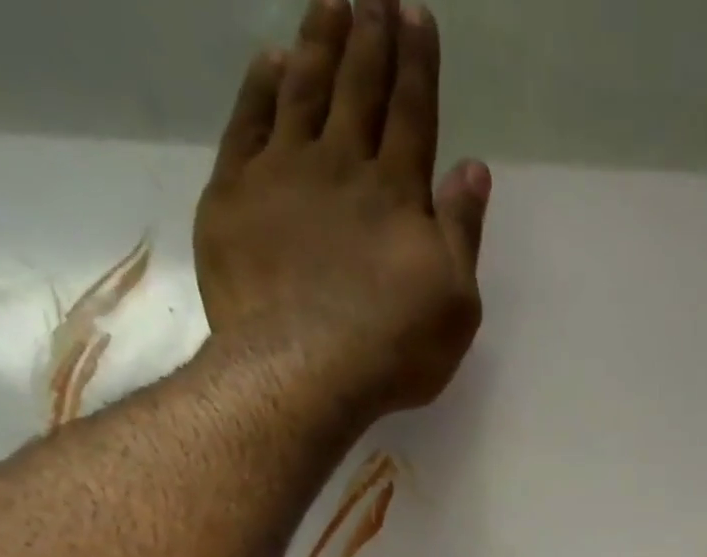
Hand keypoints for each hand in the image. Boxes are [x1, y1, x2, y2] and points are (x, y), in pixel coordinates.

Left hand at [193, 0, 490, 414]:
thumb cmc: (394, 348)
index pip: (412, 113)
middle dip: (370, 36)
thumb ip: (461, 233)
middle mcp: (341, 166)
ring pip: (303, 90)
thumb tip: (472, 168)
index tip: (416, 14)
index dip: (416, 63)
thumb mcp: (455, 303)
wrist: (304, 369)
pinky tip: (270, 60)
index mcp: (398, 193)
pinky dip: (260, 86)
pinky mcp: (234, 194)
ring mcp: (283, 174)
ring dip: (318, 42)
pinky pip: (248, 122)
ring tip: (330, 1)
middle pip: (359, 88)